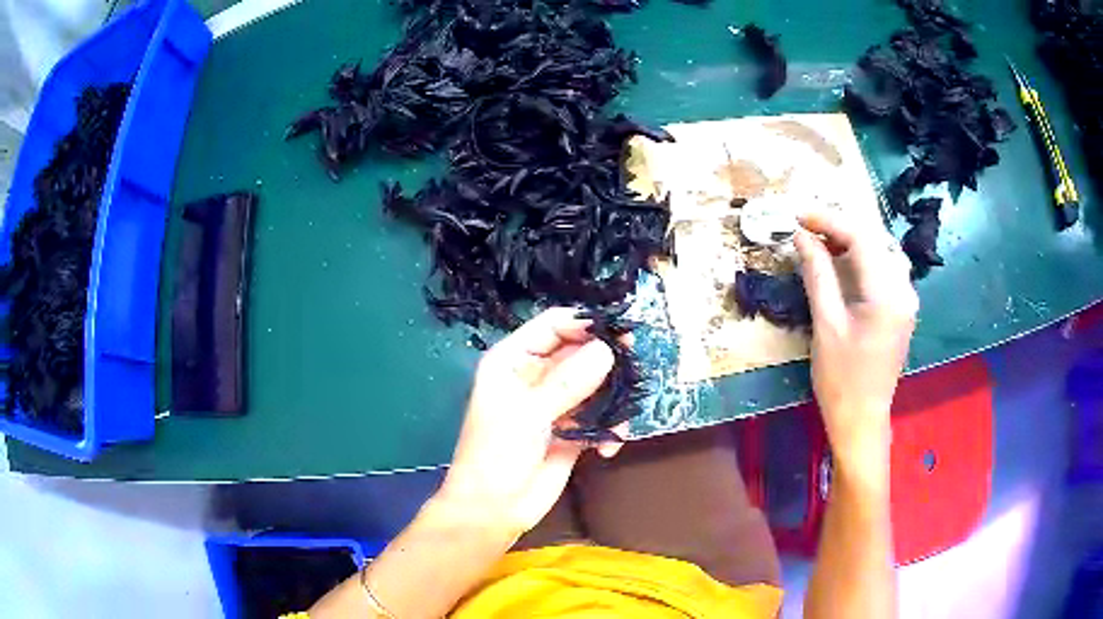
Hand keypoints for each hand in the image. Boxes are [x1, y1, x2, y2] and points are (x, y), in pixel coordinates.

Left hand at [439, 308, 623, 534]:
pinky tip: (608, 448)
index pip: (553, 326)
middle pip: (581, 352)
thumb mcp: (527, 415)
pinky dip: (610, 427)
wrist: (494, 510)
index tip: (621, 332)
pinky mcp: (574, 429)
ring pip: (596, 383)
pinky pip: (601, 415)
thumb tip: (607, 351)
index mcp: (514, 361)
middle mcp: (537, 376)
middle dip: (608, 361)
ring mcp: (557, 403)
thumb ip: (567, 383)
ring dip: (613, 398)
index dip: (585, 324)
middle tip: (634, 370)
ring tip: (620, 420)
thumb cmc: (496, 456)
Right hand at [794, 208, 917, 474]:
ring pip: (880, 252)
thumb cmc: (841, 379)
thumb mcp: (825, 323)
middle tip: (806, 227)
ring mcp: (907, 299)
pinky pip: (884, 269)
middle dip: (839, 227)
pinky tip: (842, 262)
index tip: (798, 215)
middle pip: (874, 240)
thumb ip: (817, 273)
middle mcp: (905, 289)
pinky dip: (862, 259)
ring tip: (821, 241)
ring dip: (851, 241)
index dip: (828, 220)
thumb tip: (801, 236)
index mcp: (888, 293)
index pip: (861, 237)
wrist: (861, 420)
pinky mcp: (902, 309)